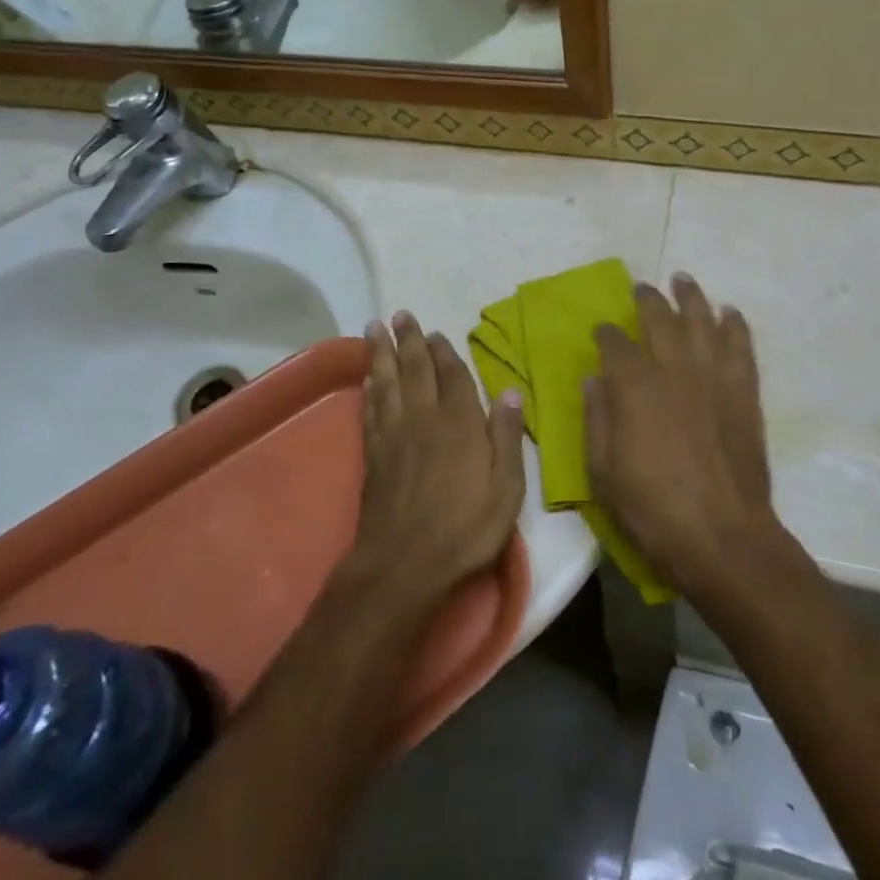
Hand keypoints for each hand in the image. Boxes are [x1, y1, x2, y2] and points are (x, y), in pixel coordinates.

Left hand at [347, 313, 526, 611]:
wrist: (404, 564)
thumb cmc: (465, 528)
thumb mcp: (506, 488)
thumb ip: (507, 435)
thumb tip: (511, 389)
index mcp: (459, 423)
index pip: (451, 375)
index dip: (443, 351)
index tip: (435, 332)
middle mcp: (424, 418)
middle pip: (414, 369)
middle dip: (407, 340)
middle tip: (398, 315)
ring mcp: (394, 435)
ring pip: (387, 382)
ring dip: (380, 353)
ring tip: (373, 328)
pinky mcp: (374, 455)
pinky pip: (371, 410)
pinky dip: (369, 389)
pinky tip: (368, 379)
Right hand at [585, 275, 780, 596]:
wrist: (722, 535)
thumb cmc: (652, 508)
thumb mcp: (602, 470)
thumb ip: (597, 418)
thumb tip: (594, 379)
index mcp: (634, 386)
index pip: (615, 343)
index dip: (606, 333)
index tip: (602, 330)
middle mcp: (673, 368)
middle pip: (660, 318)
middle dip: (647, 299)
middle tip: (642, 288)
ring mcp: (713, 376)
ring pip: (702, 320)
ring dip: (691, 296)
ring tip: (683, 280)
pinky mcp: (743, 391)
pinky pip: (740, 345)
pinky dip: (734, 324)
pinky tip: (729, 312)